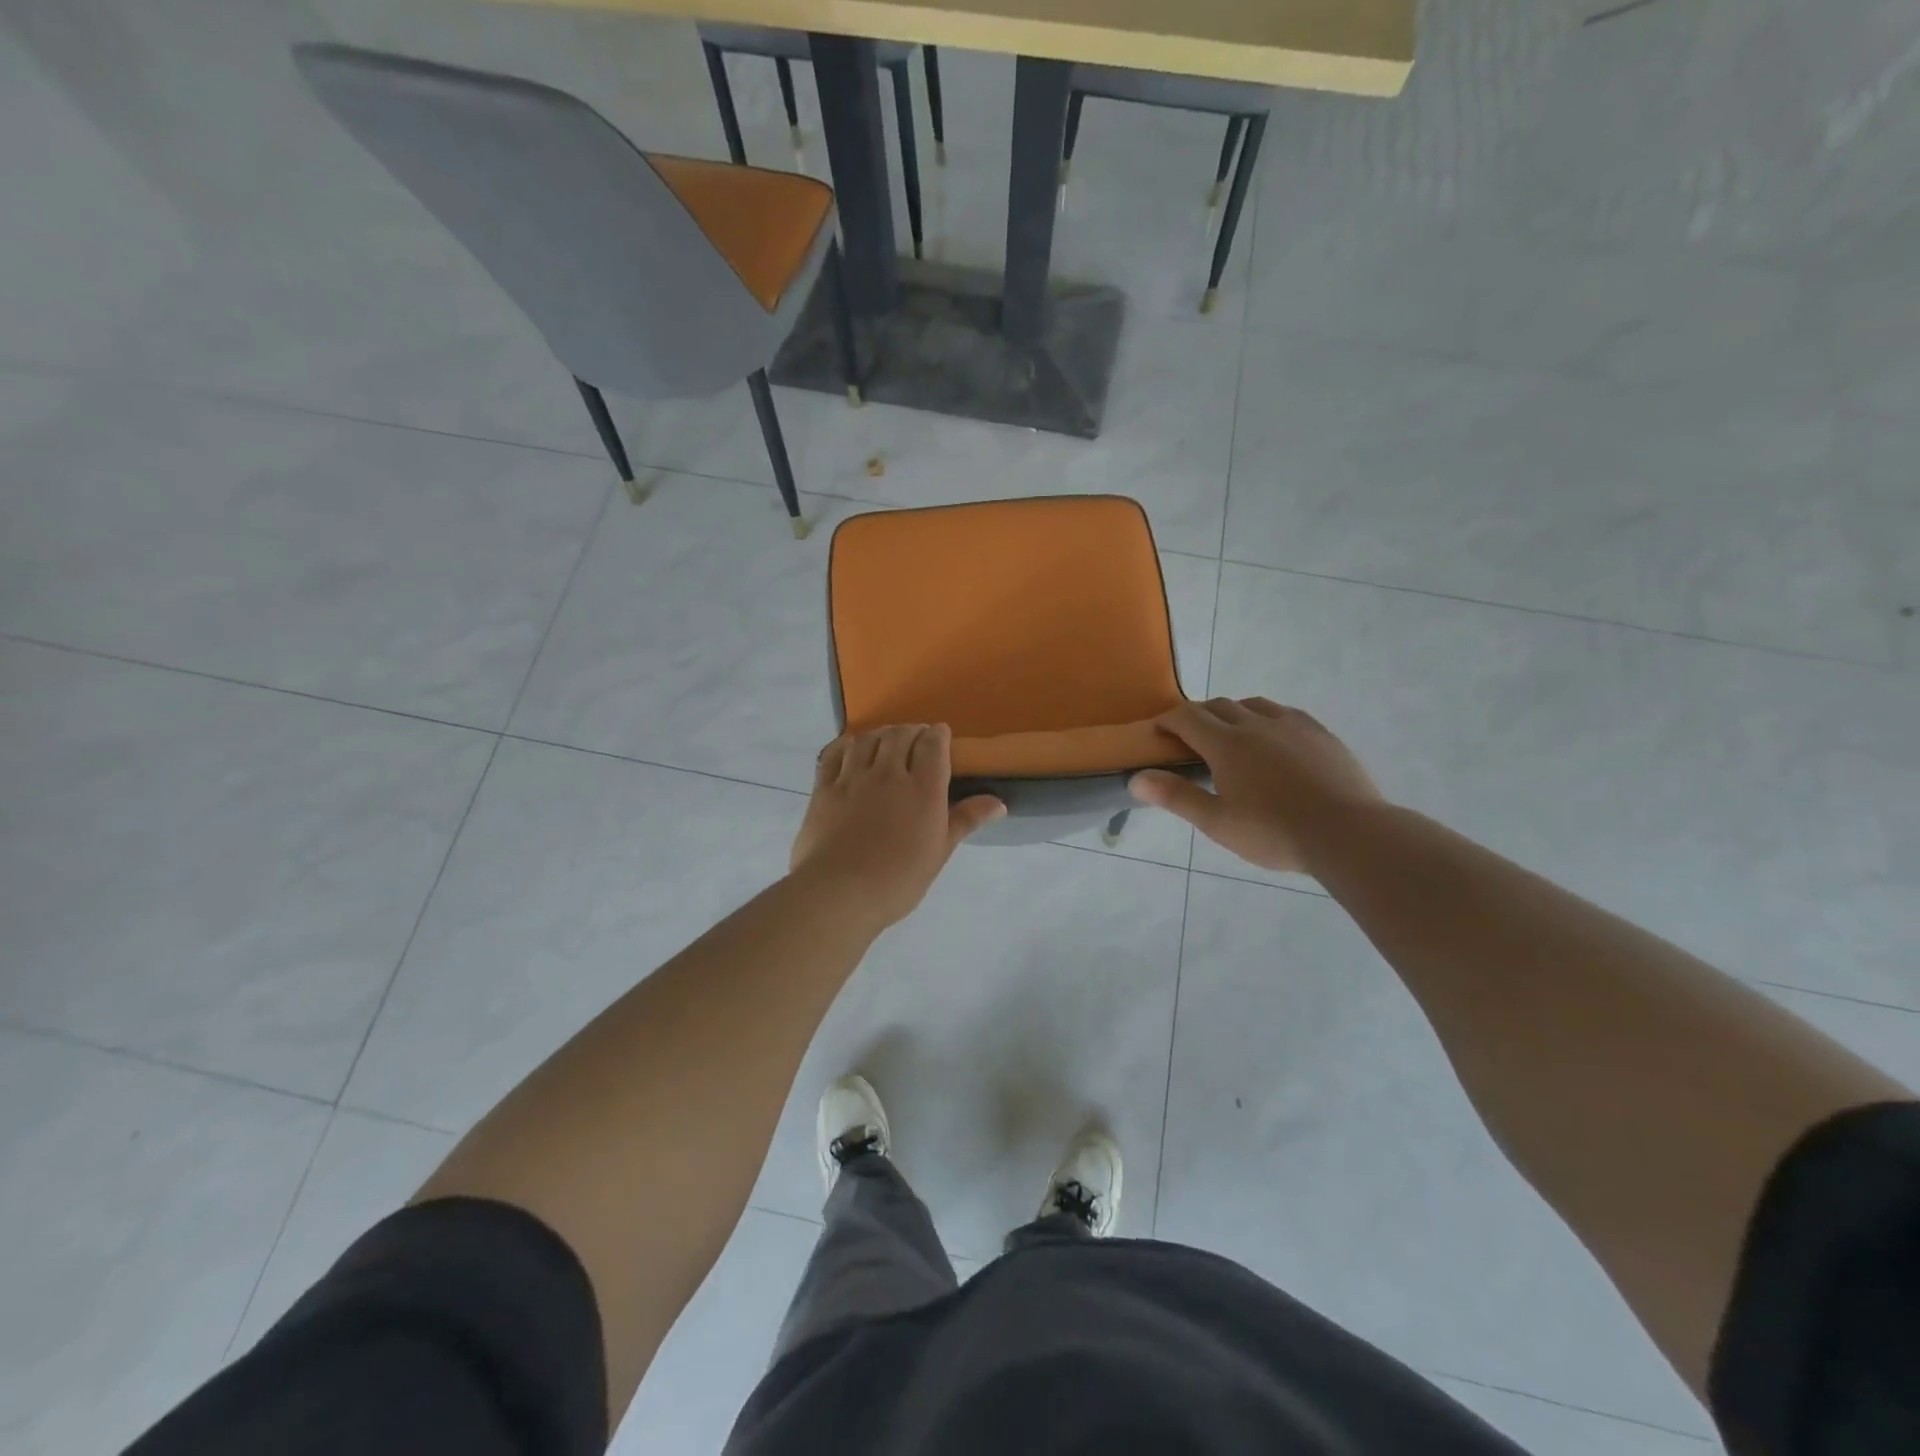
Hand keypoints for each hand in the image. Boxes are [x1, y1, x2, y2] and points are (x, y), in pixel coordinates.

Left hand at [791, 724, 1005, 929]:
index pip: (932, 744)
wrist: (841, 892)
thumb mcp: (940, 851)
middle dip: (911, 731)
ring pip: (867, 739)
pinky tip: (851, 749)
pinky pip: (834, 754)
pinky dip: (846, 745)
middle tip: (915, 739)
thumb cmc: (899, 879)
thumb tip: (999, 803)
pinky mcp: (824, 788)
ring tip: (885, 741)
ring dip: (880, 734)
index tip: (940, 736)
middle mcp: (888, 773)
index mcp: (923, 788)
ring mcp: (853, 778)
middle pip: (900, 735)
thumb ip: (966, 820)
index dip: (938, 734)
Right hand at [1129, 698, 1383, 874]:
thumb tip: (1136, 779)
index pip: (1186, 717)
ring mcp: (1292, 725)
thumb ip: (1176, 796)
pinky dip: (1266, 718)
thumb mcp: (1217, 822)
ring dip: (1232, 713)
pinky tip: (1274, 739)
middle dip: (1197, 716)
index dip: (1167, 720)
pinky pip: (1285, 713)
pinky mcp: (1320, 733)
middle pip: (1218, 706)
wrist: (1348, 833)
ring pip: (1253, 705)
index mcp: (1226, 744)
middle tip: (1189, 739)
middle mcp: (1256, 724)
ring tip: (1231, 736)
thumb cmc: (1274, 832)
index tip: (1156, 732)